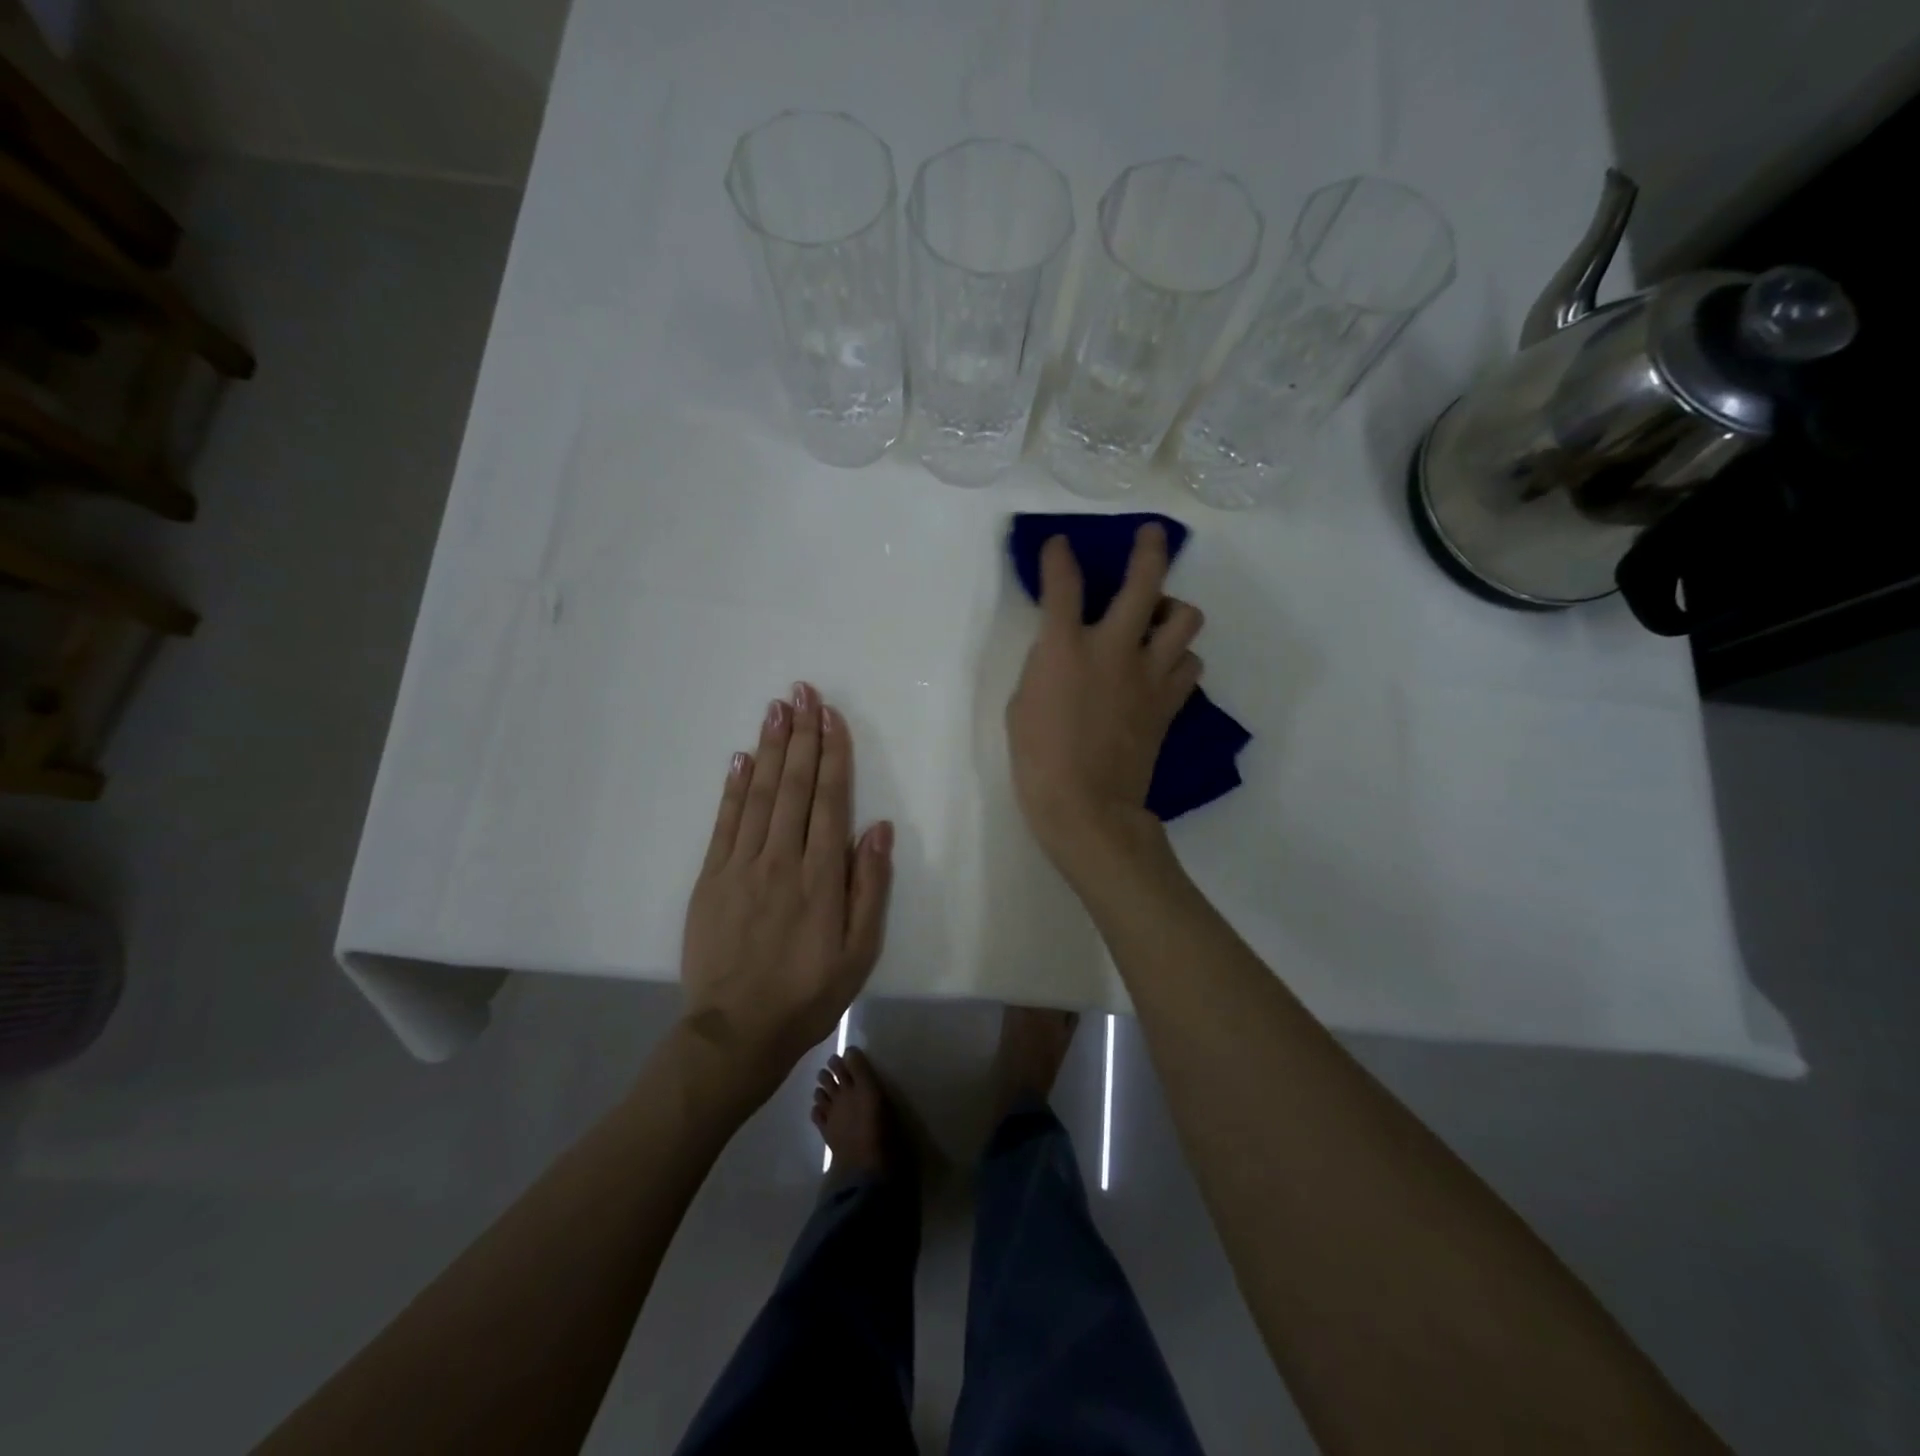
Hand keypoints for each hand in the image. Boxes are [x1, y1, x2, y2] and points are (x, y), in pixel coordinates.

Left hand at [680, 683, 892, 1097]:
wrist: (738, 1031)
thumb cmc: (810, 992)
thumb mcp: (861, 951)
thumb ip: (870, 886)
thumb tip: (877, 826)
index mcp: (821, 876)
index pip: (829, 800)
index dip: (833, 754)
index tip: (831, 716)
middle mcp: (781, 859)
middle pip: (794, 786)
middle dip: (801, 736)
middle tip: (802, 692)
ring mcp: (741, 866)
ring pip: (758, 795)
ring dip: (769, 748)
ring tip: (776, 709)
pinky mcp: (711, 879)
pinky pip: (724, 823)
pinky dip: (733, 788)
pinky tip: (740, 758)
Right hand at [1006, 524, 1203, 873]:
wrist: (1086, 806)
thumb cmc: (1038, 758)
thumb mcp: (1023, 703)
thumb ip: (1045, 665)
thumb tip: (1063, 651)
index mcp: (1065, 647)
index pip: (1063, 583)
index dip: (1059, 556)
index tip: (1059, 544)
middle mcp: (1114, 648)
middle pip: (1145, 581)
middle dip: (1149, 550)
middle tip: (1150, 536)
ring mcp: (1149, 674)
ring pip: (1185, 619)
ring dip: (1173, 611)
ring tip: (1158, 620)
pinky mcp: (1168, 702)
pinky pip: (1190, 665)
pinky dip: (1180, 660)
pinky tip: (1164, 668)